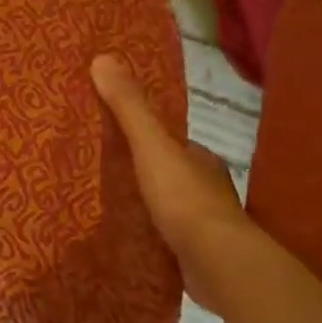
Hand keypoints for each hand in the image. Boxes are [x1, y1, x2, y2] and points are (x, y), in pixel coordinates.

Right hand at [92, 53, 252, 309]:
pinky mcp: (198, 258)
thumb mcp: (151, 145)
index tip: (116, 135)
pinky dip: (152, 235)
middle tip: (104, 170)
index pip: (171, 141)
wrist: (219, 265)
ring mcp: (205, 227)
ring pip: (170, 207)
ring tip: (109, 203)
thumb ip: (129, 107)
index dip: (146, 136)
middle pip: (170, 173)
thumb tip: (103, 57)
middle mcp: (208, 189)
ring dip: (148, 205)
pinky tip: (130, 237)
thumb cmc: (185, 198)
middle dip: (144, 171)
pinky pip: (168, 239)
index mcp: (201, 160)